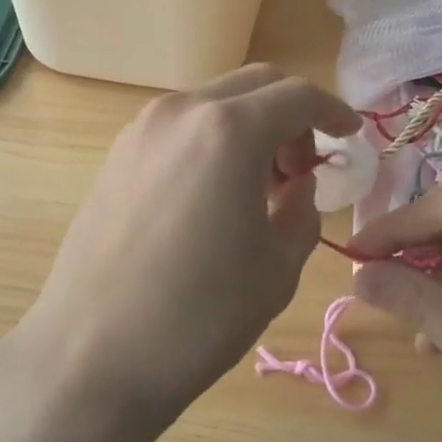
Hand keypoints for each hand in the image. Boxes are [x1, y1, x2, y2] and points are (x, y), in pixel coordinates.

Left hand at [5, 64, 359, 441]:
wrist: (90, 357)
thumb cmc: (199, 316)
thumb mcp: (278, 267)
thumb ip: (302, 210)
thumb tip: (297, 185)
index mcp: (230, 131)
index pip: (298, 96)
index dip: (333, 111)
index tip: (350, 134)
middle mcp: (183, 111)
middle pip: (256, 85)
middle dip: (291, 115)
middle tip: (301, 169)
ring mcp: (142, 129)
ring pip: (215, 101)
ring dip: (250, 125)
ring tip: (257, 185)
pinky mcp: (117, 154)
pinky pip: (181, 125)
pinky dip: (212, 139)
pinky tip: (213, 192)